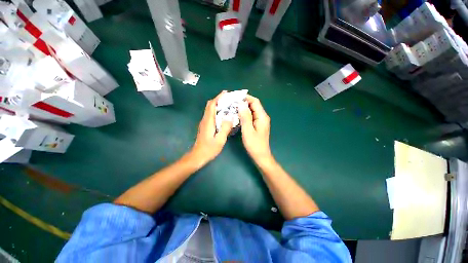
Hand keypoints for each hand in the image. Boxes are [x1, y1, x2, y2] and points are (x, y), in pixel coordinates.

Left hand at [189, 91, 231, 165]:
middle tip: (229, 99)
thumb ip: (225, 128)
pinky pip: (211, 115)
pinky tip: (224, 115)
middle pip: (210, 105)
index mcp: (208, 121)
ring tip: (228, 105)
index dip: (218, 97)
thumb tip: (230, 117)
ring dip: (218, 105)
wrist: (197, 156)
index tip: (226, 93)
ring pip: (210, 109)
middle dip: (219, 99)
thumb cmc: (209, 149)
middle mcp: (205, 120)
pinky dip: (217, 111)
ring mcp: (204, 123)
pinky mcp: (205, 126)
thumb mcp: (220, 140)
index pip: (212, 105)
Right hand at [238, 95, 271, 162]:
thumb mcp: (248, 130)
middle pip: (254, 105)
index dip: (246, 97)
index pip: (255, 101)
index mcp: (262, 116)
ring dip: (243, 108)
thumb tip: (241, 103)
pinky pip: (251, 116)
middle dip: (243, 102)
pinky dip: (245, 114)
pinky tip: (238, 115)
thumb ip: (245, 116)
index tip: (235, 97)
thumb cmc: (254, 144)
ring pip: (252, 110)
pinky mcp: (258, 125)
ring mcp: (261, 121)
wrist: (261, 156)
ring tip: (233, 108)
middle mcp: (263, 116)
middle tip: (232, 103)